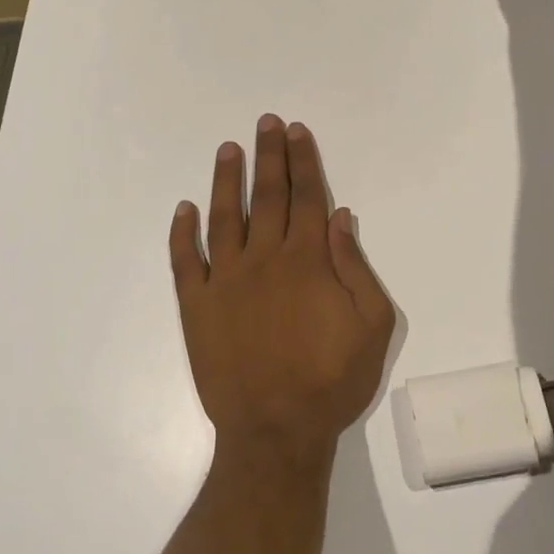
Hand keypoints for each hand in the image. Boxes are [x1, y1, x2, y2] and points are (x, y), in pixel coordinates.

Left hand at [169, 116, 395, 468]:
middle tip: (265, 122)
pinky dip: (182, 234)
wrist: (275, 431)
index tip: (296, 131)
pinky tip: (184, 209)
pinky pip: (185, 262)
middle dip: (269, 156)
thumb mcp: (372, 326)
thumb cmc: (332, 381)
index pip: (307, 198)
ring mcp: (224, 281)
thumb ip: (356, 267)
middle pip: (269, 196)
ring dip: (227, 180)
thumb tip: (342, 217)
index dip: (303, 161)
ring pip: (225, 217)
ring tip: (228, 148)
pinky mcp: (196, 306)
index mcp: (307, 262)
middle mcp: (264, 259)